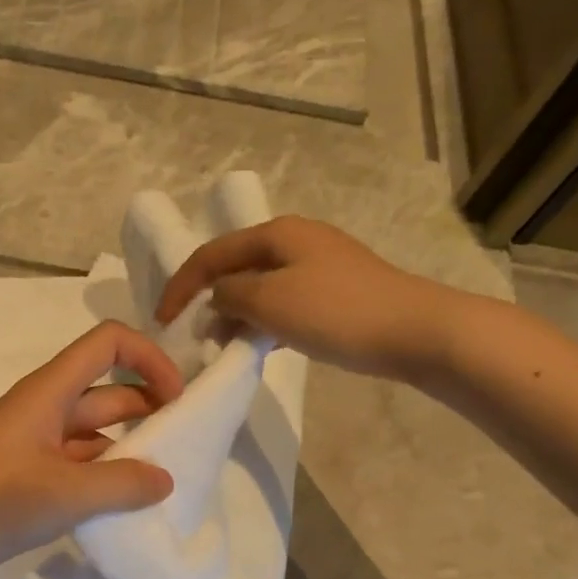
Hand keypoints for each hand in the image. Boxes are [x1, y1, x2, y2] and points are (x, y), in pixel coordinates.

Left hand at [0, 322, 183, 578]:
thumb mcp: (67, 492)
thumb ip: (123, 483)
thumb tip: (165, 479)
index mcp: (49, 391)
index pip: (109, 343)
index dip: (149, 358)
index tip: (177, 400)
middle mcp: (43, 407)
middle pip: (107, 388)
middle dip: (148, 407)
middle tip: (184, 445)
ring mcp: (33, 442)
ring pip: (93, 430)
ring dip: (128, 446)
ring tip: (164, 478)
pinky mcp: (26, 475)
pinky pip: (76, 462)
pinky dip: (103, 475)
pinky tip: (126, 502)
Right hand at [157, 215, 474, 380]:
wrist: (415, 330)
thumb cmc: (336, 312)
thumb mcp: (269, 301)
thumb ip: (230, 294)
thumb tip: (218, 297)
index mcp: (276, 233)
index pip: (211, 254)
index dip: (180, 286)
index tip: (162, 321)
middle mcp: (295, 240)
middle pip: (235, 266)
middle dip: (208, 299)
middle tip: (193, 335)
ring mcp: (318, 265)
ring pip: (259, 286)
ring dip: (235, 313)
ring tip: (222, 344)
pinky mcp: (334, 291)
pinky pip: (283, 302)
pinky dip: (263, 321)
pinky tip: (260, 345)